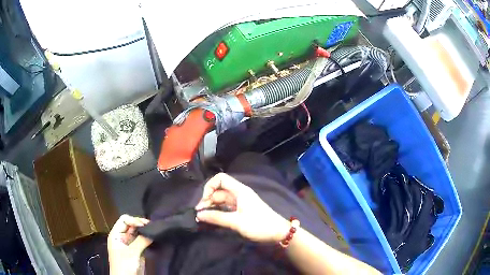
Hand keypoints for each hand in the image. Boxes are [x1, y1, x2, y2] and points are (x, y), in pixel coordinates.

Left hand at [107, 215, 152, 274]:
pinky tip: (154, 239)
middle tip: (153, 227)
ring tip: (155, 231)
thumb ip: (141, 241)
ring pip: (137, 234)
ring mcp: (129, 245)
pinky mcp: (136, 251)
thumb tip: (152, 232)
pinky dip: (147, 239)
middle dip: (141, 225)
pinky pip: (142, 242)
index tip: (146, 225)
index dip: (134, 220)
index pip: (124, 220)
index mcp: (116, 235)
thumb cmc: (124, 266)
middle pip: (131, 226)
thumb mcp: (132, 253)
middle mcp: (122, 238)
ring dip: (145, 232)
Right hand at [195, 173, 289, 242]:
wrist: (278, 232)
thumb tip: (198, 214)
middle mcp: (239, 193)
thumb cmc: (258, 225)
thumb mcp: (236, 222)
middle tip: (199, 214)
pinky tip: (212, 219)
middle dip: (208, 200)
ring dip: (212, 207)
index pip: (220, 179)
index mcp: (240, 190)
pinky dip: (218, 212)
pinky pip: (226, 208)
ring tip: (202, 218)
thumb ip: (216, 217)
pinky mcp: (241, 210)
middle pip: (219, 191)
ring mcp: (240, 202)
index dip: (209, 187)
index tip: (204, 202)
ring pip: (222, 200)